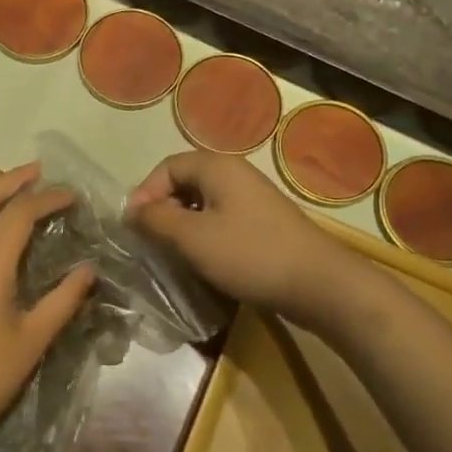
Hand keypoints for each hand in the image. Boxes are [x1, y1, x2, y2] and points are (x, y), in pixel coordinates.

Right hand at [127, 151, 359, 326]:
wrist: (319, 284)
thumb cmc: (250, 254)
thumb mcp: (193, 238)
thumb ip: (157, 220)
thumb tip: (131, 211)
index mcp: (217, 167)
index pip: (167, 167)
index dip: (145, 193)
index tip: (134, 227)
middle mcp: (235, 174)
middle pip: (185, 182)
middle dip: (162, 209)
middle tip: (150, 241)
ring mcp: (252, 198)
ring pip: (203, 204)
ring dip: (183, 225)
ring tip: (172, 254)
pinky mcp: (263, 223)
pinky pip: (222, 220)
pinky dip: (205, 235)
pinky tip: (203, 261)